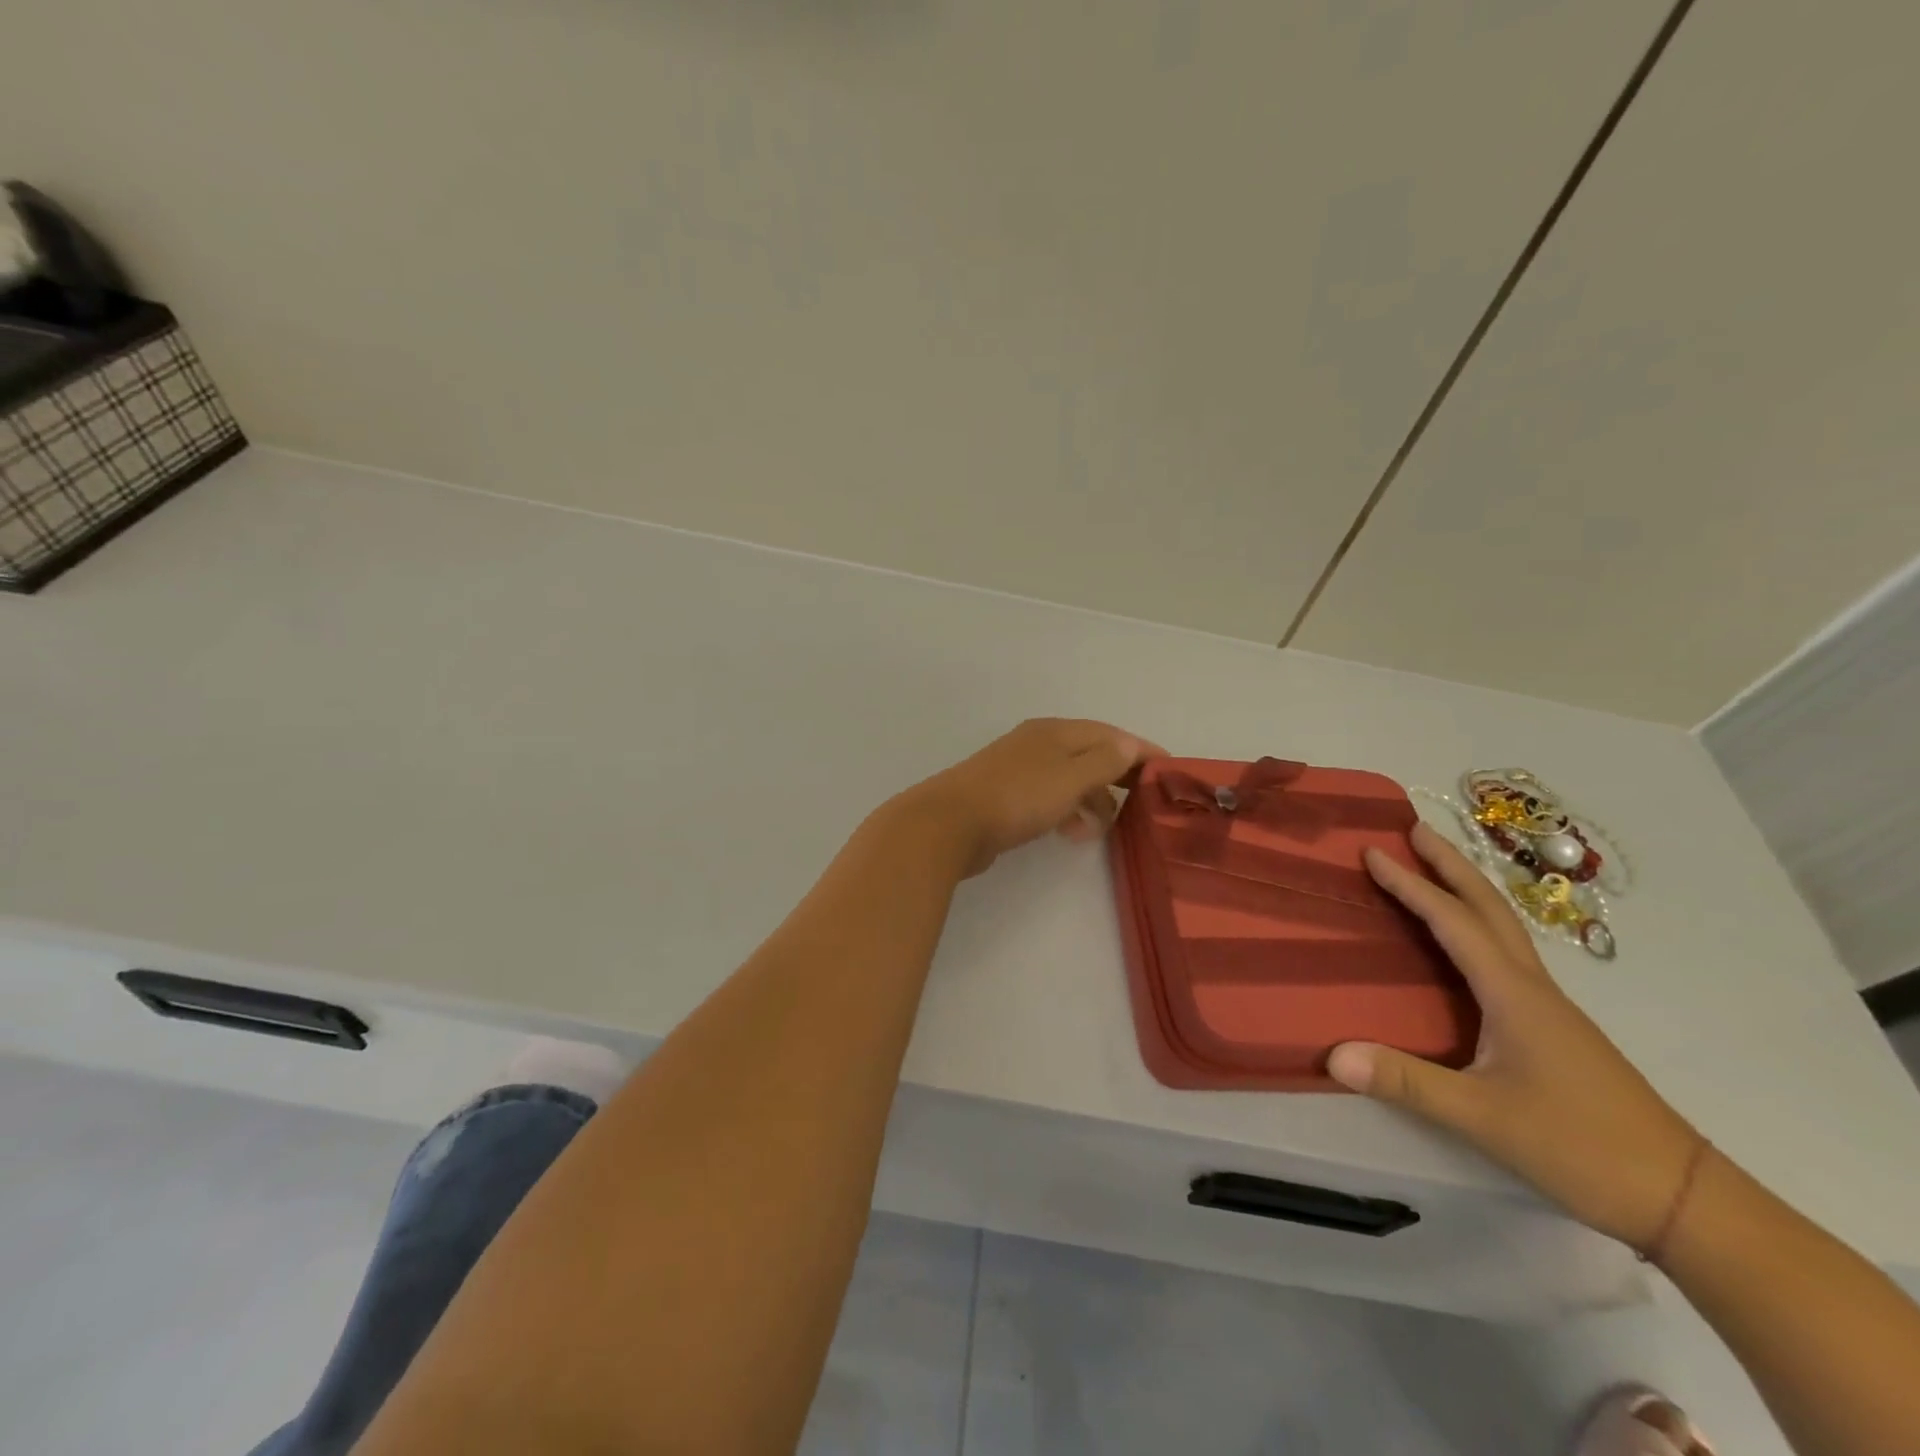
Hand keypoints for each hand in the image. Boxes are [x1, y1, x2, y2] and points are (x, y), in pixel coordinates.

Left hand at [892, 719, 1165, 877]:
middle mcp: (1038, 743)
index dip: (1142, 750)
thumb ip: (1104, 761)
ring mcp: (1018, 769)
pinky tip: (1073, 833)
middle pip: (1090, 754)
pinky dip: (1067, 811)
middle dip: (1118, 777)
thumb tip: (1130, 745)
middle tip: (1144, 804)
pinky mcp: (1005, 796)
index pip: (1110, 734)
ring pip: (1069, 779)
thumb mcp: (1070, 777)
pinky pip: (1049, 798)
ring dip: (1092, 800)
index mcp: (1056, 732)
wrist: (949, 823)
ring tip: (1105, 829)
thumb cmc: (1017, 797)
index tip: (1170, 770)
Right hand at [1328, 823, 1700, 1248]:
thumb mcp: (1483, 1118)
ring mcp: (1548, 1007)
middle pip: (1489, 909)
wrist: (1683, 1198)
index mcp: (1513, 994)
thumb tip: (1333, 1055)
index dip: (1411, 885)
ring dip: (1467, 890)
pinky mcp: (1554, 1029)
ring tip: (1434, 870)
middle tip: (1414, 830)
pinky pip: (1506, 956)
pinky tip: (1466, 944)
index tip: (1373, 852)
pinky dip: (1478, 926)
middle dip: (1451, 865)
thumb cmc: (1580, 1147)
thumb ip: (1406, 1082)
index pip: (1453, 923)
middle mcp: (1532, 988)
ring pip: (1503, 929)